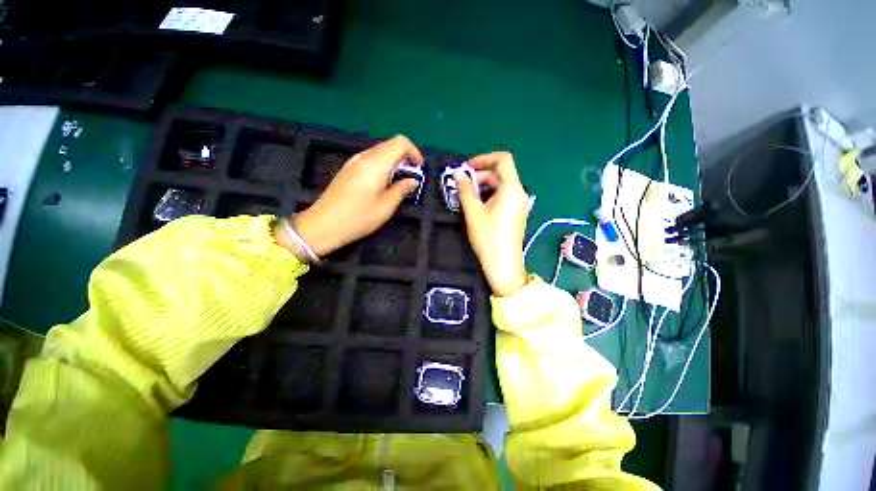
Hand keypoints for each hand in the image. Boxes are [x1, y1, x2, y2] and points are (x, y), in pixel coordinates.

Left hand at [275, 135, 422, 258]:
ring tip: (399, 181)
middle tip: (412, 177)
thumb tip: (412, 180)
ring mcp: (353, 162)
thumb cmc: (358, 218)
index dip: (414, 152)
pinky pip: (371, 159)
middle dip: (405, 157)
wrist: (323, 225)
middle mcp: (364, 157)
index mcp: (376, 164)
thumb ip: (401, 189)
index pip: (400, 143)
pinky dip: (383, 165)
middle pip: (390, 145)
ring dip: (394, 161)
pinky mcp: (348, 169)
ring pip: (380, 151)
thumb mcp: (386, 207)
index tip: (419, 169)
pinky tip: (384, 183)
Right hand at [456, 152, 530, 296]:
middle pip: (500, 173)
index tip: (467, 167)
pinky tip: (477, 205)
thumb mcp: (473, 212)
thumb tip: (458, 174)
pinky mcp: (515, 213)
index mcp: (512, 189)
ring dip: (483, 186)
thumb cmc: (488, 237)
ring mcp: (519, 204)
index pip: (503, 159)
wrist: (503, 265)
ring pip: (500, 185)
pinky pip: (503, 196)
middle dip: (480, 175)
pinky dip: (489, 195)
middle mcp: (519, 193)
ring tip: (466, 196)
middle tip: (461, 186)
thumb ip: (465, 190)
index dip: (484, 158)